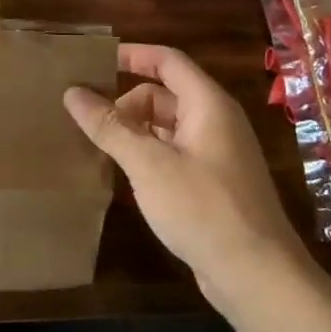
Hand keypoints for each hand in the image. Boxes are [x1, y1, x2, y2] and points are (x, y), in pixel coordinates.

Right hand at [64, 44, 305, 309]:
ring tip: (97, 147)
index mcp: (208, 104)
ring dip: (134, 130)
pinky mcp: (213, 183)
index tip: (94, 61)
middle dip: (125, 102)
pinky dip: (147, 153)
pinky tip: (123, 174)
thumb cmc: (203, 208)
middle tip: (87, 120)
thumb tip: (72, 92)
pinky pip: (173, 152)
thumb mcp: (148, 164)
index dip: (132, 55)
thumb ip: (109, 126)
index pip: (167, 61)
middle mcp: (216, 121)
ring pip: (167, 126)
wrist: (258, 276)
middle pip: (164, 94)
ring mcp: (217, 154)